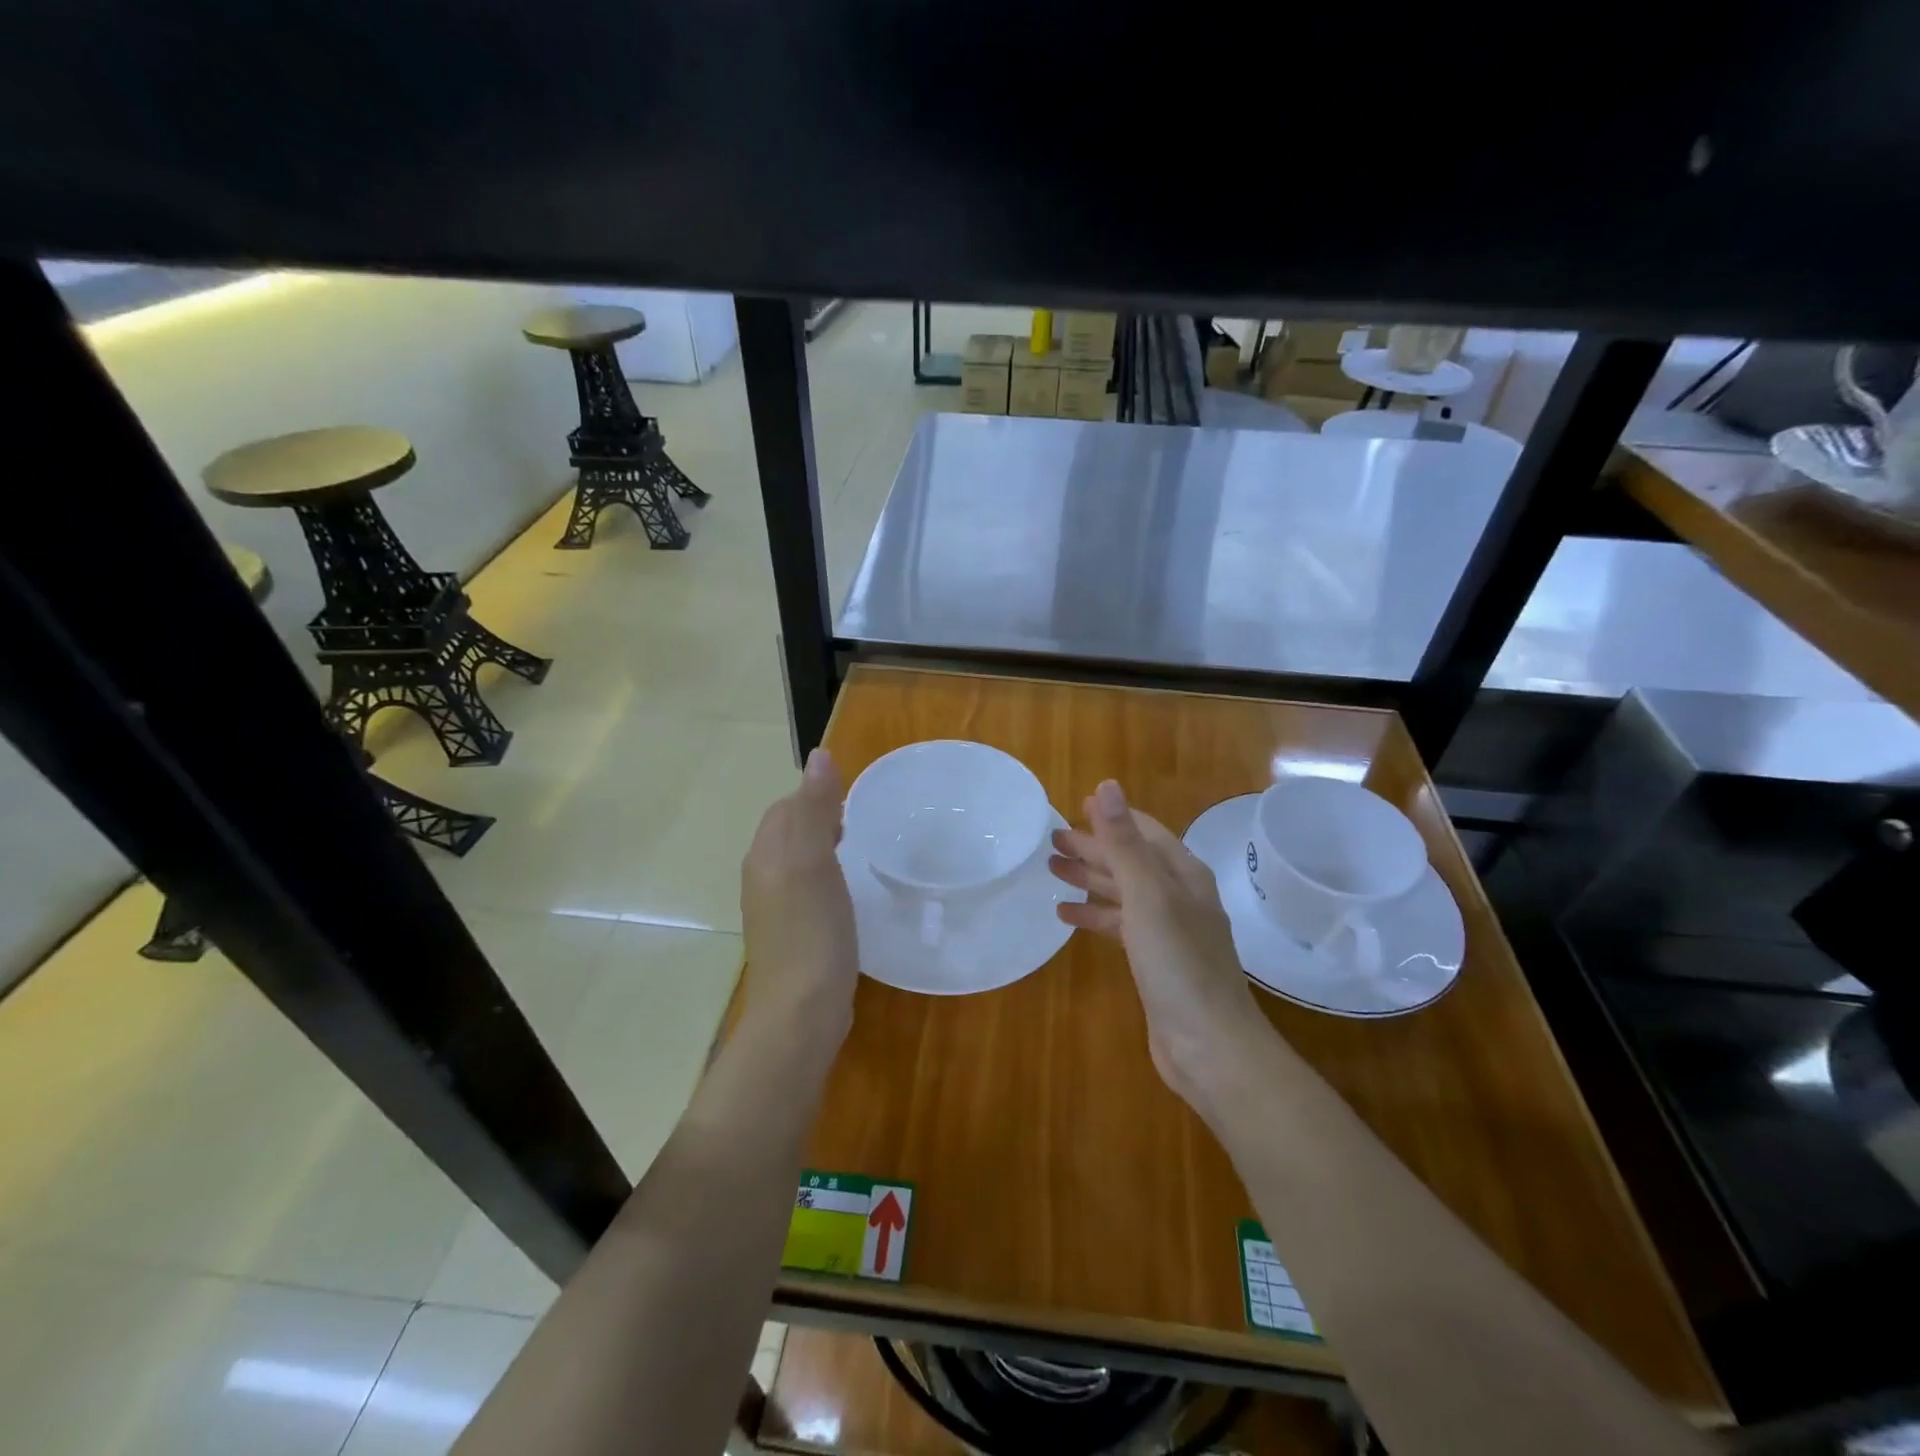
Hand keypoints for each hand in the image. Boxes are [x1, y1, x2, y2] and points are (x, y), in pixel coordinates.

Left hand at [740, 748, 858, 1047]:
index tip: (852, 804)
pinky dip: (825, 881)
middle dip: (819, 820)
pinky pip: (805, 891)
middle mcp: (762, 877)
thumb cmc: (812, 931)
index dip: (816, 797)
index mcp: (766, 854)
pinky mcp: (790, 934)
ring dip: (823, 850)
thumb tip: (819, 755)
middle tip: (860, 827)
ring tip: (857, 856)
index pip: (786, 807)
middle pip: (788, 832)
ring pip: (797, 862)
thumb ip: (815, 809)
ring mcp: (774, 909)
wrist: (799, 1012)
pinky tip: (845, 896)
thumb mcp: (816, 862)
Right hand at [1049, 780, 1275, 1111]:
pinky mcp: (1156, 961)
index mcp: (1183, 874)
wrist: (1210, 1045)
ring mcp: (1168, 931)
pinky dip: (1095, 916)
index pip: (1145, 832)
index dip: (1112, 817)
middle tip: (1052, 840)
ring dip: (1090, 879)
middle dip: (1094, 848)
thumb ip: (1124, 842)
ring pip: (1123, 893)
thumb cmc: (1178, 962)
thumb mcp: (1147, 895)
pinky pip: (1120, 926)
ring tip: (1051, 870)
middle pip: (1131, 861)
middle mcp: (1179, 897)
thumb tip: (1107, 785)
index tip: (1077, 806)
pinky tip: (1066, 916)